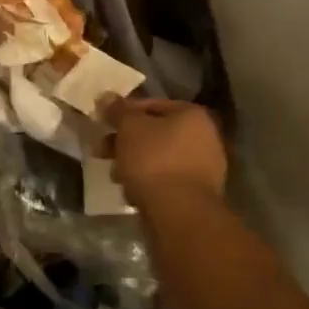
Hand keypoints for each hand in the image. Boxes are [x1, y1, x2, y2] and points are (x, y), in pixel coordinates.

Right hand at [107, 98, 227, 207]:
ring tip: (115, 175)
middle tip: (103, 151)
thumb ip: (118, 111)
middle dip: (126, 142)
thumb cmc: (153, 161)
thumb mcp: (129, 128)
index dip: (124, 112)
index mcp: (192, 114)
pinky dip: (149, 182)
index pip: (152, 104)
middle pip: (156, 133)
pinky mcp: (198, 193)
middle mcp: (205, 137)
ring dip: (135, 163)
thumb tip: (107, 97)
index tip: (103, 124)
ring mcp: (205, 167)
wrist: (178, 212)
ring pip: (160, 158)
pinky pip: (166, 180)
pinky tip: (132, 192)